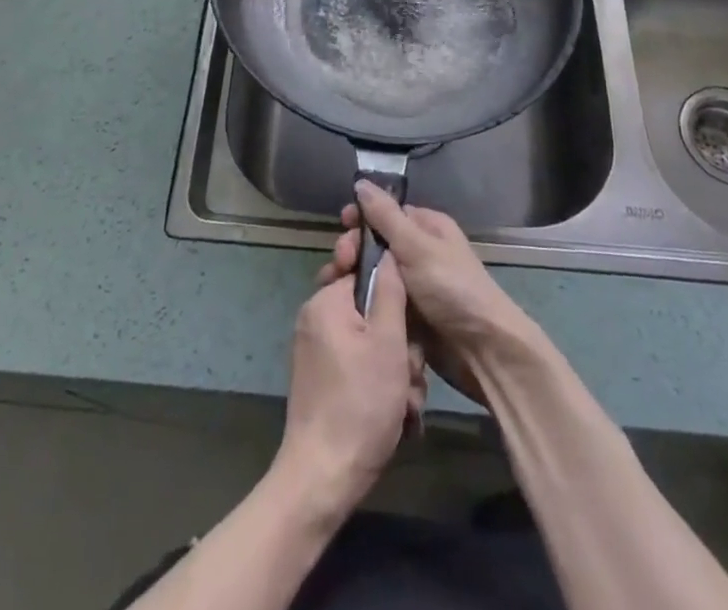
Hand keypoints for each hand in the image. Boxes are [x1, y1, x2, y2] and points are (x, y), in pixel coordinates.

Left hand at [275, 270, 422, 520]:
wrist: (324, 477)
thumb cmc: (360, 403)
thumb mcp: (387, 342)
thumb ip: (390, 290)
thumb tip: (387, 250)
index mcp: (326, 302)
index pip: (365, 272)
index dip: (394, 293)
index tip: (409, 318)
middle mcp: (317, 319)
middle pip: (372, 312)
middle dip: (400, 343)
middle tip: (410, 372)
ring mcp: (318, 351)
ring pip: (372, 343)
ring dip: (396, 370)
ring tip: (406, 402)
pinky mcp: (323, 380)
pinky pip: (360, 366)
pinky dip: (381, 384)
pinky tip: (398, 414)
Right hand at [318, 183, 532, 407]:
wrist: (482, 350)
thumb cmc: (452, 288)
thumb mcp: (416, 247)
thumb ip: (385, 216)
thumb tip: (361, 182)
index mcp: (426, 228)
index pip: (385, 213)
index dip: (361, 218)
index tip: (342, 225)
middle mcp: (418, 252)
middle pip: (374, 244)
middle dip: (353, 250)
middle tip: (340, 264)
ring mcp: (412, 286)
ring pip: (372, 275)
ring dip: (352, 278)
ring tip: (334, 287)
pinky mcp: (407, 315)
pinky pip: (378, 301)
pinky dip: (362, 302)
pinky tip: (343, 308)